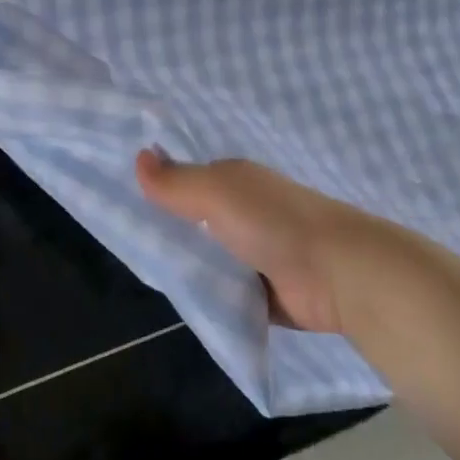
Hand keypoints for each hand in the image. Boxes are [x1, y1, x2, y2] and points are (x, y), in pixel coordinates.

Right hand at [134, 152, 390, 334]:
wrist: (338, 274)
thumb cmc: (272, 222)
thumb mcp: (216, 192)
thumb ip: (176, 182)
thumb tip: (138, 156)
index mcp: (236, 181)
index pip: (188, 180)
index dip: (159, 189)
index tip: (121, 204)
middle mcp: (247, 212)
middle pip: (196, 221)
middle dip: (170, 232)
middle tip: (126, 248)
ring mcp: (258, 253)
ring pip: (209, 257)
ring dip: (189, 267)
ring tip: (146, 277)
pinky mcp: (267, 292)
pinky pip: (226, 291)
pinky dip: (211, 296)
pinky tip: (183, 304)